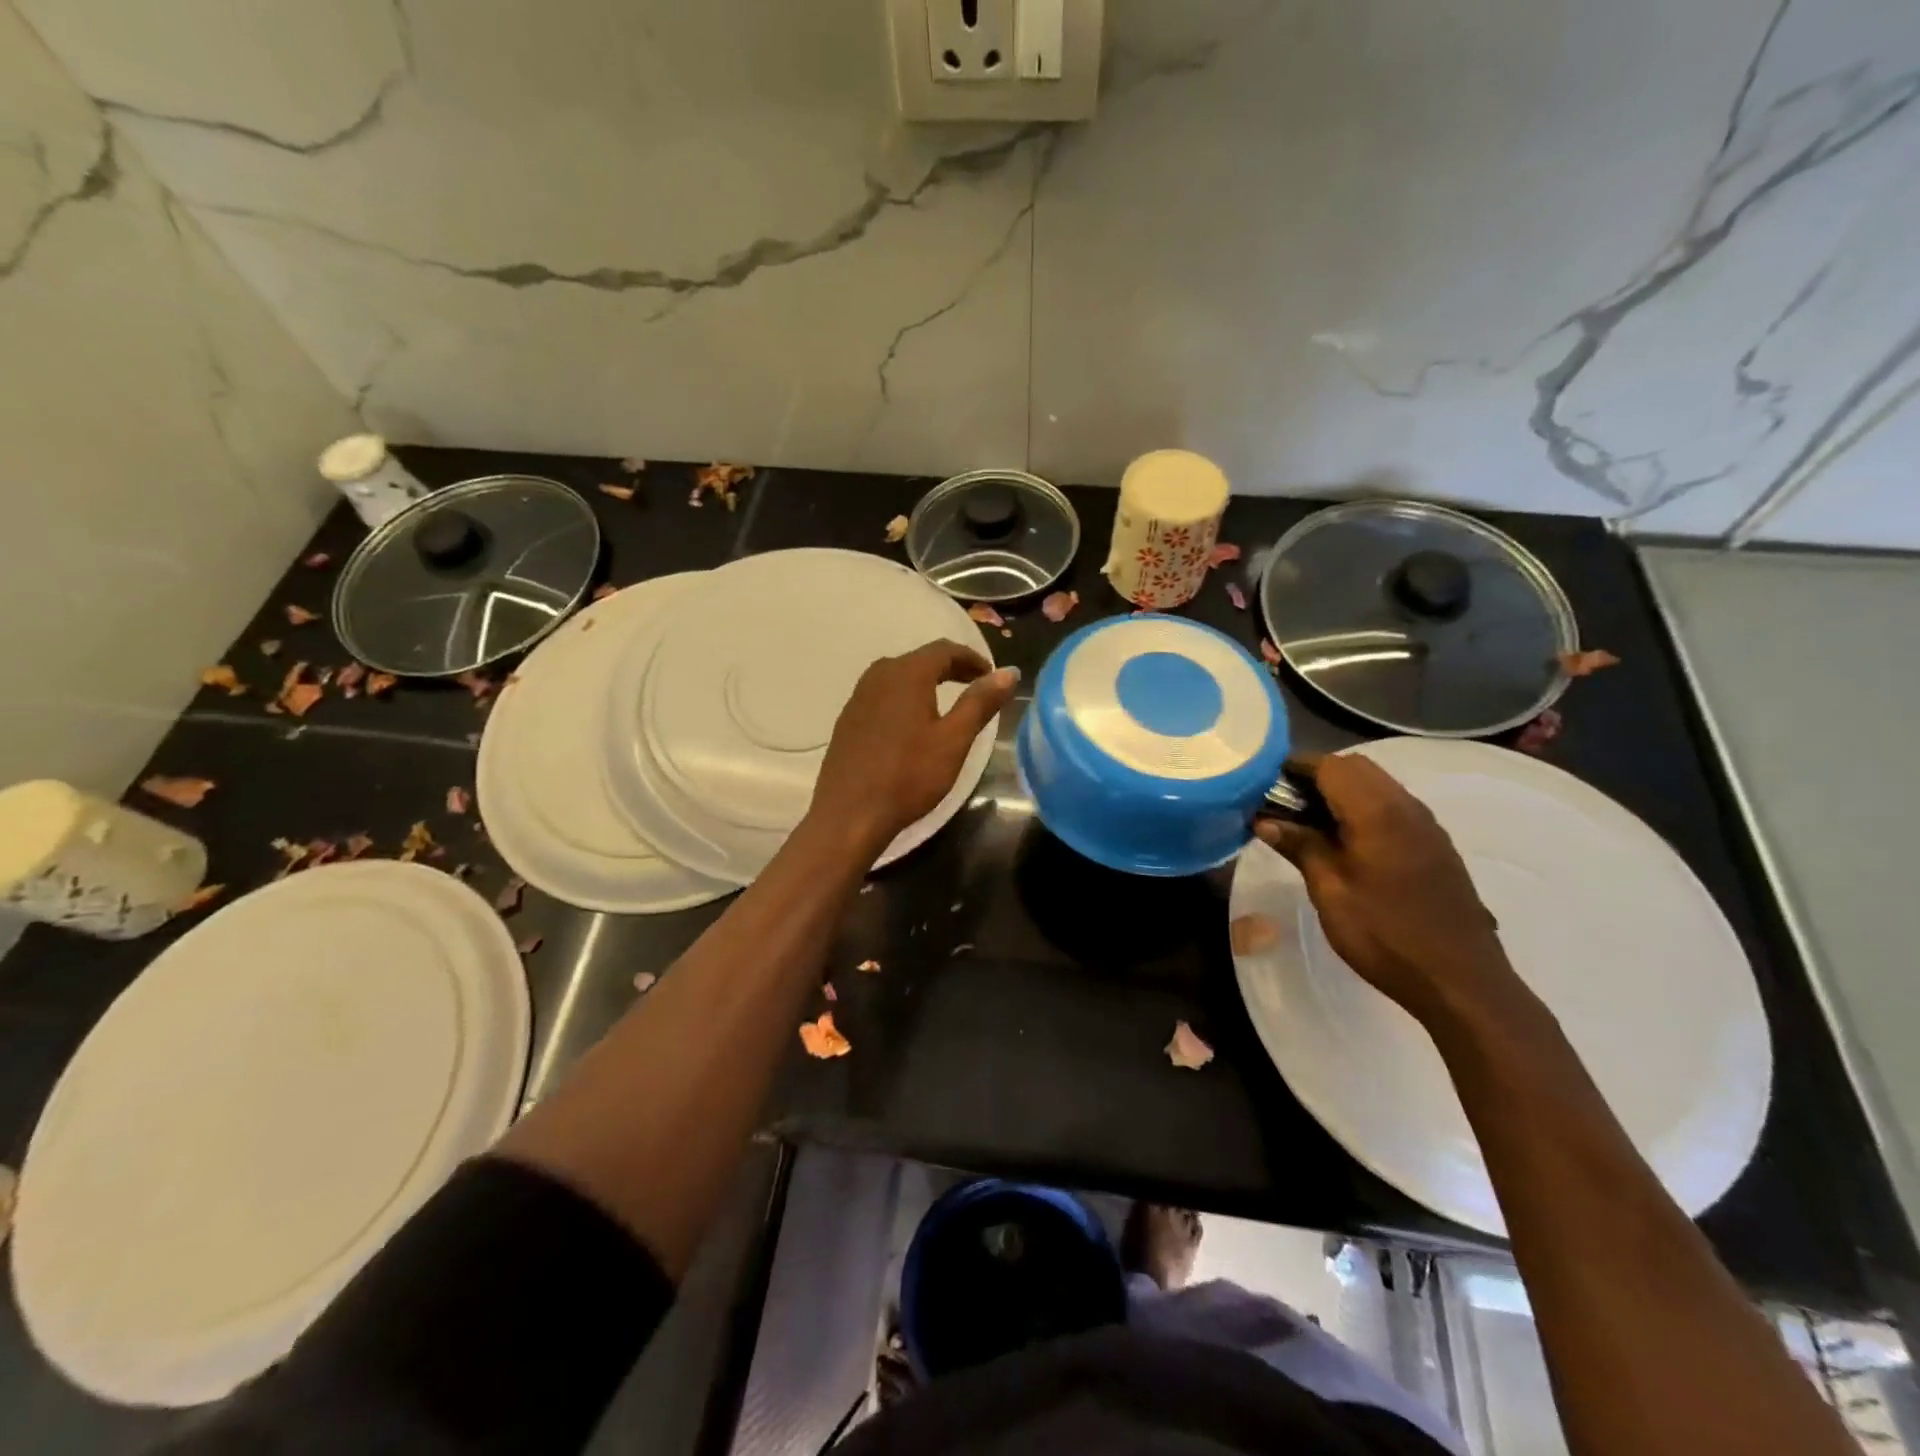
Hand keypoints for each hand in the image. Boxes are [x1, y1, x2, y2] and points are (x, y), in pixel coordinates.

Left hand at [810, 641, 1019, 853]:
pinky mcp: (848, 719)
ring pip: (899, 676)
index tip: (991, 675)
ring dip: (927, 681)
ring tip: (948, 702)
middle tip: (976, 685)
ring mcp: (858, 697)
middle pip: (921, 659)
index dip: (972, 658)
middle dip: (951, 668)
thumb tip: (1009, 672)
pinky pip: (883, 695)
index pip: (944, 650)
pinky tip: (913, 723)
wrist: (849, 814)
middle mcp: (879, 675)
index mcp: (907, 674)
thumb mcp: (954, 740)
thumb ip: (980, 702)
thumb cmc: (908, 776)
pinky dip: (905, 697)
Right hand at [1255, 754, 1521, 1026]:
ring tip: (1309, 823)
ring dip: (1342, 792)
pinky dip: (1364, 808)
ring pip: (1377, 785)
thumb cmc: (1385, 934)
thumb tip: (1265, 820)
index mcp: (1377, 812)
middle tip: (1284, 805)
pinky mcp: (1436, 846)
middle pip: (1356, 768)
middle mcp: (1406, 806)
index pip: (1330, 765)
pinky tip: (1346, 842)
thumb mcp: (1330, 891)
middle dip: (1318, 776)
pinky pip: (1394, 807)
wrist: (1460, 980)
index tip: (1265, 785)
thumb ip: (1300, 846)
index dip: (1295, 768)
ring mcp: (1427, 825)